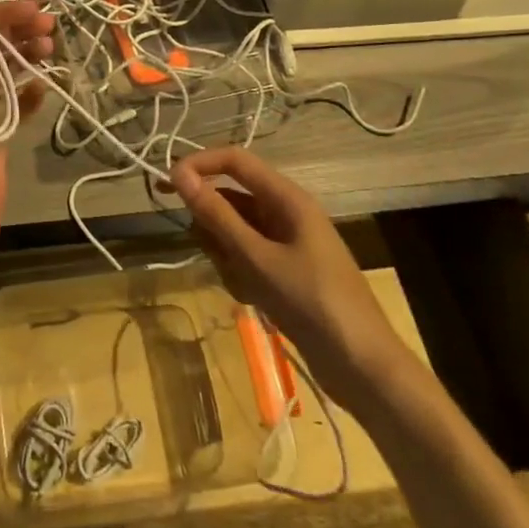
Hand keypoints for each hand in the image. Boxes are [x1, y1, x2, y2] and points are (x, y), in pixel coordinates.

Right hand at [171, 146, 419, 413]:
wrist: (362, 366)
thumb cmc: (311, 302)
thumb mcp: (256, 257)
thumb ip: (216, 215)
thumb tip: (179, 174)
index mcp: (287, 198)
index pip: (234, 160)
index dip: (199, 165)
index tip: (166, 185)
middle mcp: (286, 213)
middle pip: (231, 198)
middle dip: (213, 224)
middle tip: (215, 255)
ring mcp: (287, 243)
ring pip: (235, 231)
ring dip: (226, 254)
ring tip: (242, 284)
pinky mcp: (286, 271)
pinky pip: (247, 257)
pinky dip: (240, 273)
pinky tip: (252, 299)